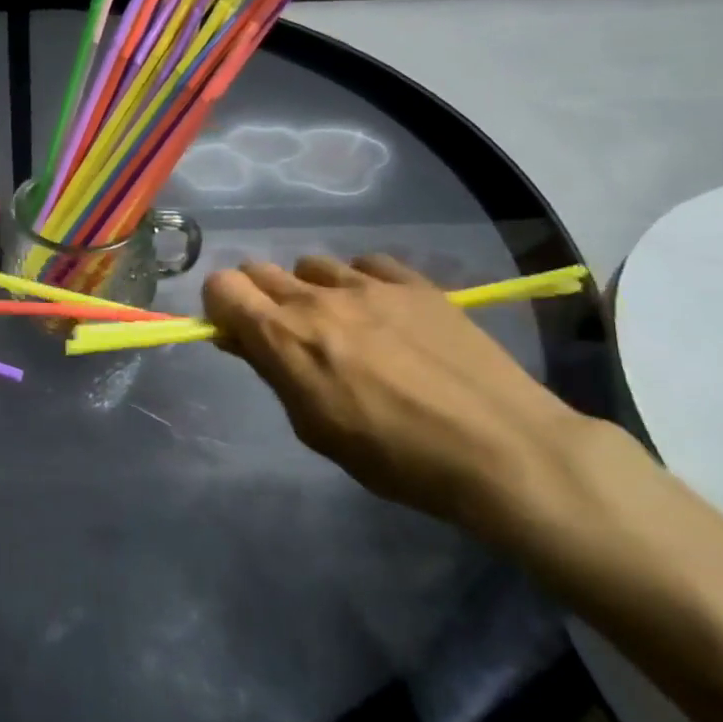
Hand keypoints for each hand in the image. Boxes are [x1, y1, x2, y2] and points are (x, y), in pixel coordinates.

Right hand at [202, 255, 609, 535]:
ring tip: (342, 324)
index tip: (237, 333)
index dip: (220, 306)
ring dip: (310, 290)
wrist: (501, 449)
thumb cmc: (396, 458)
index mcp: (284, 337)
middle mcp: (317, 299)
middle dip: (259, 297)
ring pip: (311, 265)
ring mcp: (368, 284)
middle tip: (286, 334)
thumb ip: (274, 373)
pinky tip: (383, 313)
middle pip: (259, 269)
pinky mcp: (414, 282)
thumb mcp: (315, 428)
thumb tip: (245, 340)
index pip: (222, 287)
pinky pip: (366, 264)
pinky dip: (359, 282)